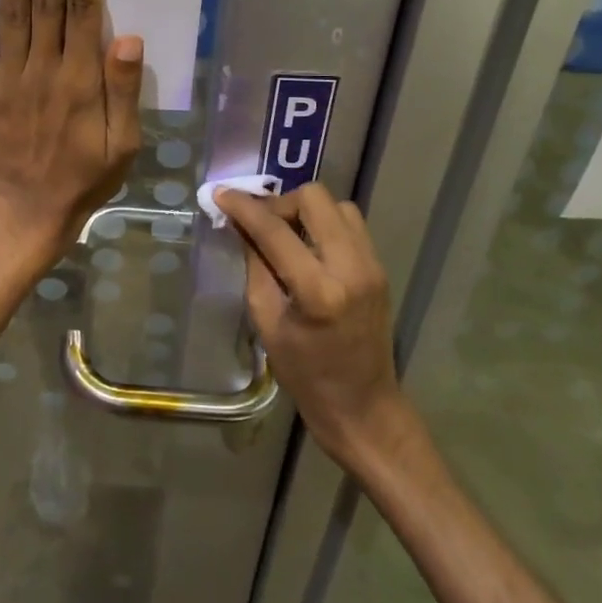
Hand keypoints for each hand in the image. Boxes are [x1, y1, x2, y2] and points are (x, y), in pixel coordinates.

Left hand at [0, 0, 143, 258]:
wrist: (31, 209)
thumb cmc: (87, 174)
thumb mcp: (123, 143)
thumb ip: (123, 90)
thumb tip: (128, 37)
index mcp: (80, 80)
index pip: (81, 13)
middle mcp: (43, 69)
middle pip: (45, 2)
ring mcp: (8, 77)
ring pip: (12, 15)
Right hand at [217, 184, 414, 469]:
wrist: (364, 408)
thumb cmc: (306, 376)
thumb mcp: (267, 322)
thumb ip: (254, 266)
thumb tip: (240, 224)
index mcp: (318, 291)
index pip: (275, 230)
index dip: (244, 207)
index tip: (221, 194)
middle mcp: (352, 268)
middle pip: (314, 199)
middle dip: (280, 203)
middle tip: (261, 224)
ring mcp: (372, 265)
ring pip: (337, 204)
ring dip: (306, 210)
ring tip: (286, 234)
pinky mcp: (380, 267)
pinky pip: (350, 224)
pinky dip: (324, 223)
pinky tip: (308, 246)